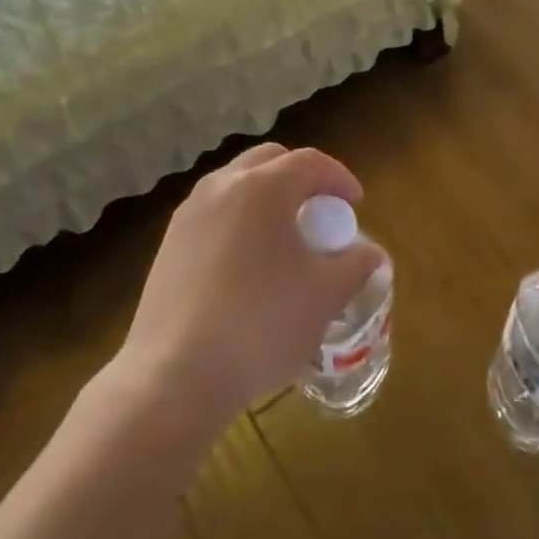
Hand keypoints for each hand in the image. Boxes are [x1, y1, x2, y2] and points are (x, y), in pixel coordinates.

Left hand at [117, 143, 384, 429]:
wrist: (175, 377)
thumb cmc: (261, 325)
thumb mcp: (325, 295)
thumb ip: (356, 265)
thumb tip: (370, 254)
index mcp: (263, 188)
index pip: (311, 162)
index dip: (340, 178)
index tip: (355, 205)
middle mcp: (221, 188)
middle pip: (269, 161)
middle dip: (300, 178)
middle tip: (320, 213)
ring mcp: (188, 215)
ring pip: (236, 185)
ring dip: (267, 198)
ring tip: (285, 239)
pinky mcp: (168, 245)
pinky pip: (214, 215)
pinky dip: (239, 222)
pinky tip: (249, 266)